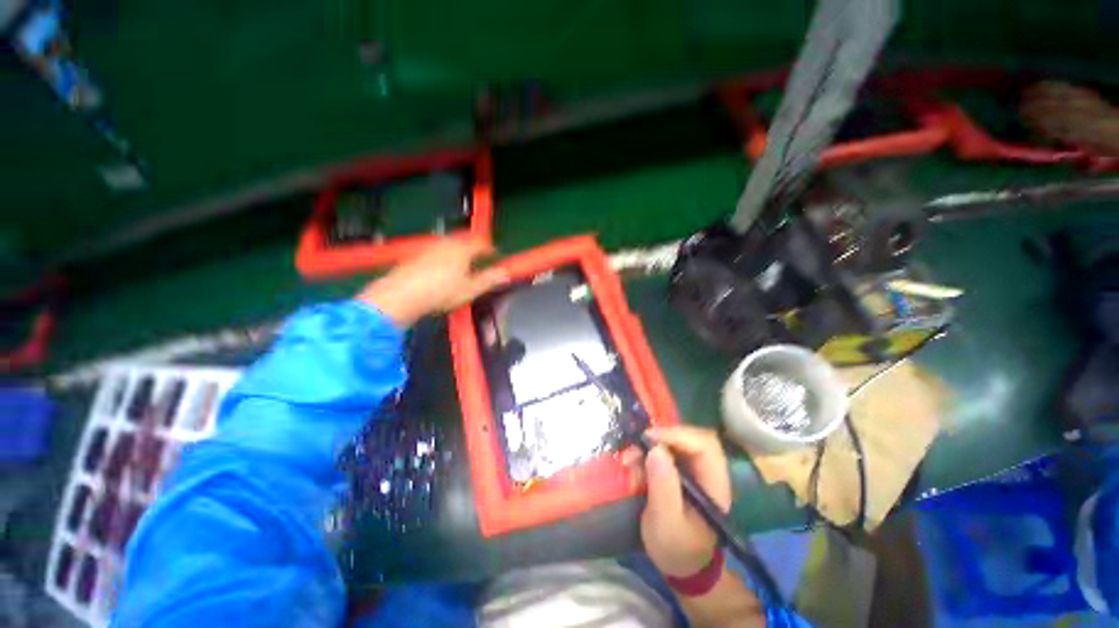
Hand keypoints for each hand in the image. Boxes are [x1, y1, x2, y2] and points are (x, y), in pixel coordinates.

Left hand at [357, 238, 506, 328]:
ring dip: (459, 247)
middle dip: (474, 244)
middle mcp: (446, 244)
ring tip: (464, 257)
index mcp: (462, 250)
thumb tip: (506, 273)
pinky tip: (442, 264)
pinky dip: (445, 253)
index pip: (481, 244)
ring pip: (449, 242)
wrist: (401, 295)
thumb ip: (489, 280)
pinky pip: (436, 248)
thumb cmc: (441, 293)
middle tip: (481, 252)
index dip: (490, 248)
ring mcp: (429, 248)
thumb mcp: (470, 289)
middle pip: (464, 239)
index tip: (496, 253)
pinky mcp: (416, 255)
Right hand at [632, 426, 732, 577]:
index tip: (649, 438)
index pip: (704, 445)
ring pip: (672, 442)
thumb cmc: (677, 548)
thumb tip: (655, 450)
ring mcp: (693, 469)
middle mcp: (707, 470)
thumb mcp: (667, 523)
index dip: (678, 434)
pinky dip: (645, 455)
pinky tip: (632, 467)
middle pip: (688, 437)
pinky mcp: (679, 471)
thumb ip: (663, 488)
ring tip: (629, 461)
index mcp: (714, 483)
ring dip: (648, 447)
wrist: (680, 565)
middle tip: (635, 446)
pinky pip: (662, 451)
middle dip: (659, 438)